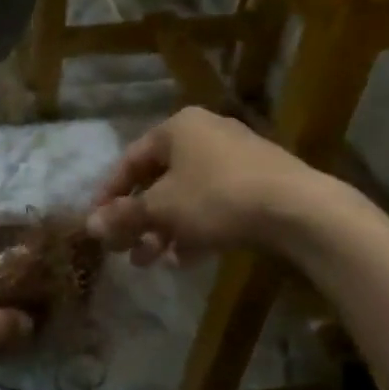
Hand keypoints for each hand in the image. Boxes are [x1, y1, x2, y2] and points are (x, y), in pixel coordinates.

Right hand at [86, 107, 317, 264]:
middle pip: (160, 180)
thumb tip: (90, 225)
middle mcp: (205, 134)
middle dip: (139, 219)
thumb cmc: (217, 198)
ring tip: (151, 262)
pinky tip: (186, 259)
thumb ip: (125, 215)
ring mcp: (236, 159)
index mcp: (178, 127)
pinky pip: (215, 205)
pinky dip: (196, 229)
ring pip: (187, 196)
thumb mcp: (163, 208)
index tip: (97, 223)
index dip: (109, 193)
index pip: (130, 159)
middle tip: (124, 250)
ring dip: (164, 229)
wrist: (298, 209)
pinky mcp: (259, 183)